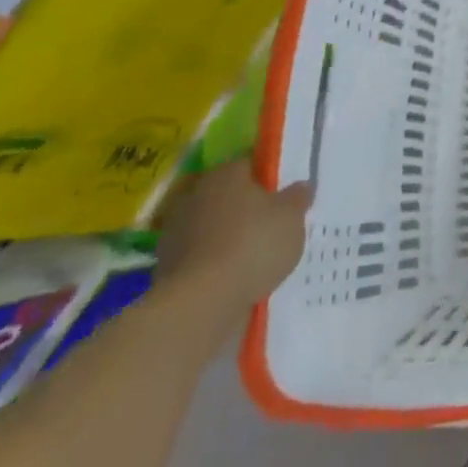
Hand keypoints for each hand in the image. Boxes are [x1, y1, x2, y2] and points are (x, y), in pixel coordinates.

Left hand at [155, 166, 311, 330]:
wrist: (202, 301)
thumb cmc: (253, 243)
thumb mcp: (292, 216)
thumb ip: (297, 197)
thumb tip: (300, 186)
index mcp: (226, 174)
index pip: (248, 165)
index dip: (268, 178)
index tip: (283, 195)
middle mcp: (196, 195)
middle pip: (227, 196)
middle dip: (246, 208)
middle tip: (272, 224)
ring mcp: (176, 231)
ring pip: (212, 226)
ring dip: (228, 236)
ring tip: (256, 256)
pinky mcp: (167, 266)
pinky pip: (201, 256)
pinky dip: (215, 262)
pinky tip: (236, 276)